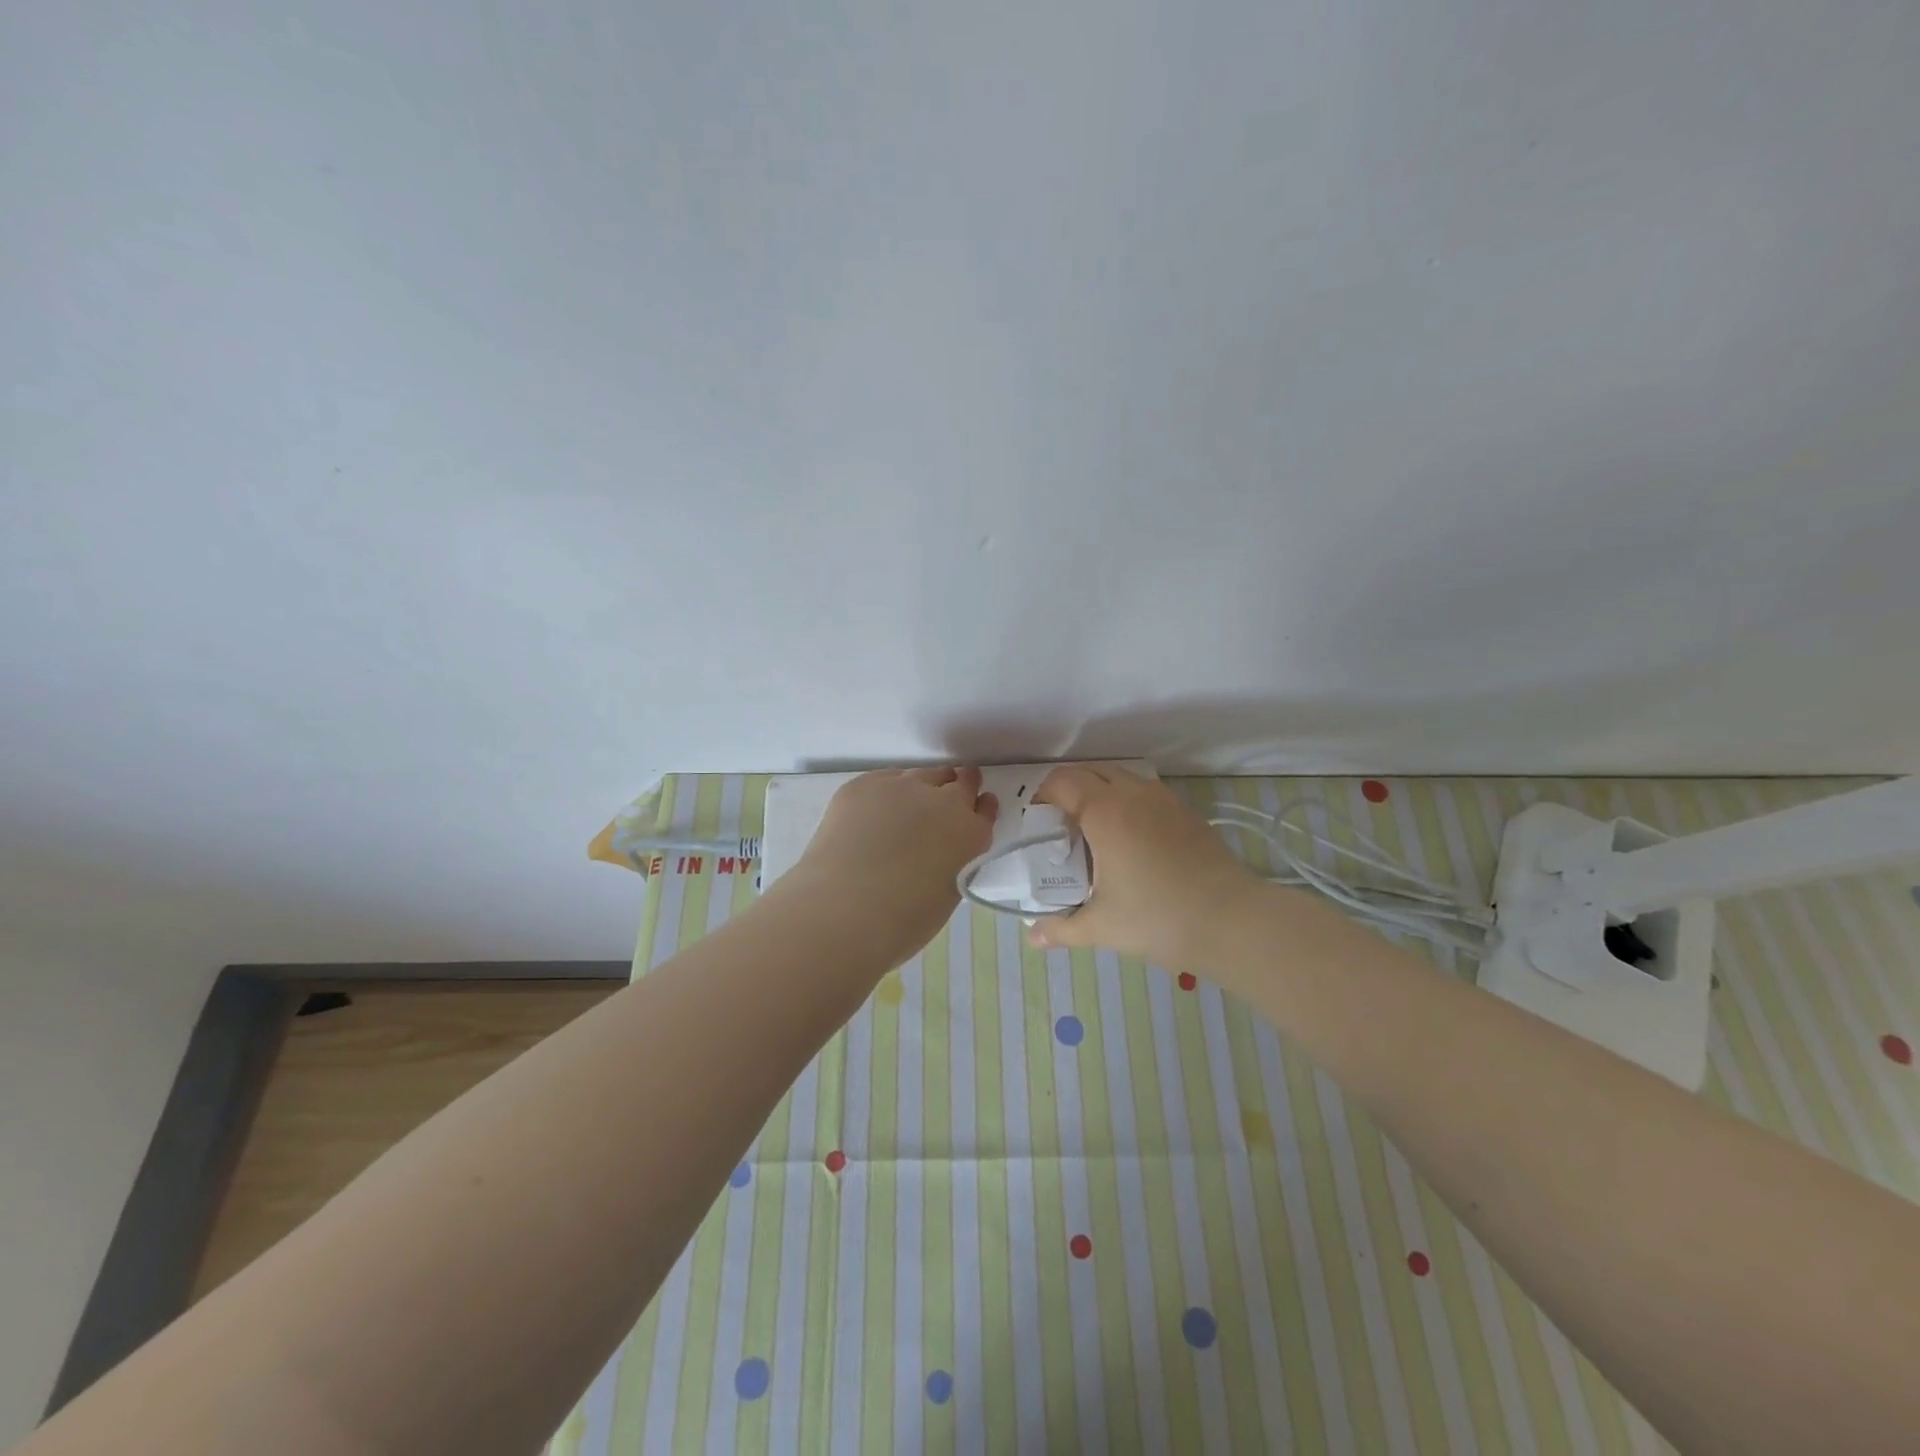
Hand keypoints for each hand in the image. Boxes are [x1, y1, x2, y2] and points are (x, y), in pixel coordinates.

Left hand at [784, 766, 997, 971]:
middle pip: (960, 781)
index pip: (985, 809)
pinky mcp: (864, 785)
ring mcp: (902, 787)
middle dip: (958, 787)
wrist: (843, 910)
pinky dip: (887, 790)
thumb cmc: (902, 921)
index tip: (976, 807)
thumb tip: (940, 851)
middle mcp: (943, 802)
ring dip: (924, 785)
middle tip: (949, 796)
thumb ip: (953, 861)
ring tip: (911, 803)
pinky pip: (885, 779)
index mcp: (970, 834)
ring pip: (923, 774)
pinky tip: (875, 810)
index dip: (981, 807)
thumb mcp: (948, 892)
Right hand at [1027, 766, 1260, 971]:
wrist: (1233, 921)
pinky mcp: (1186, 812)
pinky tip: (1131, 843)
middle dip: (1068, 791)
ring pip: (1120, 778)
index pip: (1062, 781)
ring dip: (1099, 794)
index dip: (1043, 796)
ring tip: (1095, 834)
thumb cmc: (1159, 918)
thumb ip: (1062, 929)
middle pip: (1090, 771)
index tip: (1039, 826)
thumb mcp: (1102, 927)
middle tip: (1062, 828)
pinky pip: (1145, 792)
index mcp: (1105, 811)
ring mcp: (1164, 800)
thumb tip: (1033, 938)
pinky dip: (1127, 803)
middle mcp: (1133, 793)